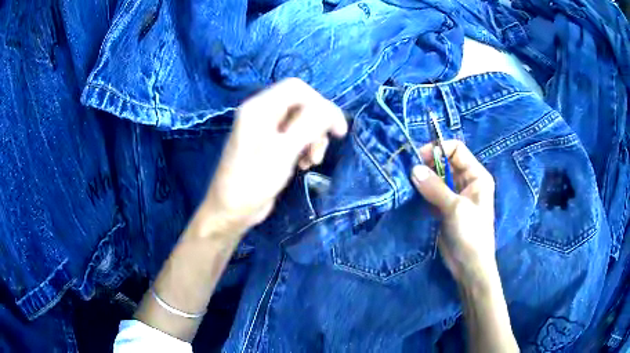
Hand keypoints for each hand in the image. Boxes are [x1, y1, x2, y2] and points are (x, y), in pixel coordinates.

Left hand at [201, 78, 347, 236]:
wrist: (230, 211)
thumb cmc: (253, 182)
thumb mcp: (283, 152)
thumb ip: (308, 125)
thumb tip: (330, 111)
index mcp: (259, 108)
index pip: (297, 89)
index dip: (322, 104)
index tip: (337, 130)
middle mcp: (261, 113)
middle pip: (301, 104)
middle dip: (317, 125)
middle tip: (320, 151)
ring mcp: (265, 129)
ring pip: (300, 121)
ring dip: (313, 138)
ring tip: (312, 161)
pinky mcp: (269, 144)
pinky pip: (294, 135)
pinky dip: (305, 147)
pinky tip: (304, 165)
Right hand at [411, 140, 495, 284]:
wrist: (469, 265)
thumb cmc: (470, 234)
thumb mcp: (455, 208)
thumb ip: (435, 187)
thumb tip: (413, 169)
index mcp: (476, 175)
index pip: (456, 149)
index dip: (438, 150)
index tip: (418, 159)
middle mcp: (466, 181)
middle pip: (444, 162)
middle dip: (427, 164)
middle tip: (408, 171)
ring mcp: (454, 195)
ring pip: (436, 177)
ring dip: (422, 178)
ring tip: (406, 182)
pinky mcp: (443, 208)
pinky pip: (431, 192)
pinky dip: (420, 191)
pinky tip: (410, 193)